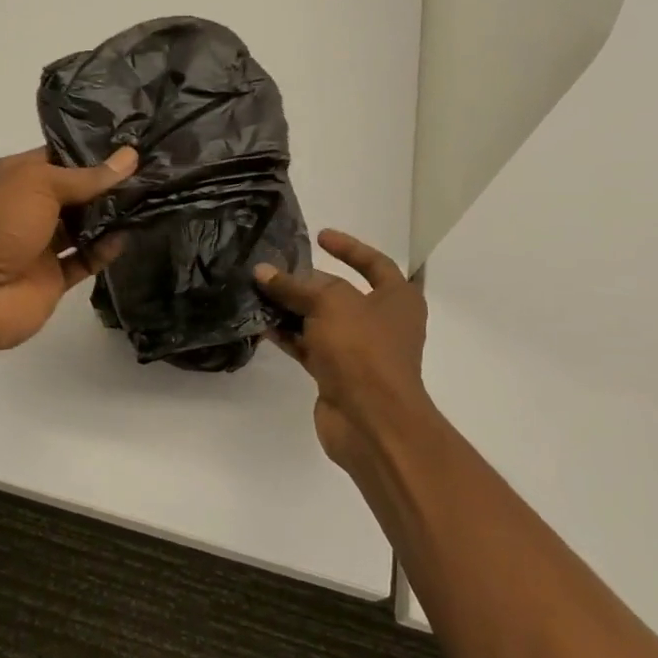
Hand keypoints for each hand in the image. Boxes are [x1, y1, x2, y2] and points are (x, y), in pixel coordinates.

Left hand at [0, 145, 137, 356]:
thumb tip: (129, 157)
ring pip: (81, 226)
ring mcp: (37, 245)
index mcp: (11, 177)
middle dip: (106, 184)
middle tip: (150, 171)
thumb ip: (86, 176)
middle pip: (72, 192)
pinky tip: (128, 236)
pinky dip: (104, 250)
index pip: (56, 157)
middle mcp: (24, 208)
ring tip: (150, 198)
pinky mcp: (51, 278)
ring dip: (110, 216)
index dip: (90, 152)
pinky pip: (84, 260)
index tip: (130, 144)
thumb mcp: (39, 184)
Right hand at [255, 229, 431, 471]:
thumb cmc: (362, 349)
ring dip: (292, 309)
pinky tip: (262, 324)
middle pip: (340, 293)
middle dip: (308, 282)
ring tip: (259, 292)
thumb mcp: (329, 303)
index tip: (319, 236)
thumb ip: (294, 286)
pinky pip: (309, 347)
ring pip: (321, 321)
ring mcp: (359, 351)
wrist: (371, 421)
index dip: (348, 247)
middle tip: (275, 268)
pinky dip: (289, 335)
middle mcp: (382, 323)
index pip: (374, 262)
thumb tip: (263, 272)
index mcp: (398, 299)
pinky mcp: (337, 375)